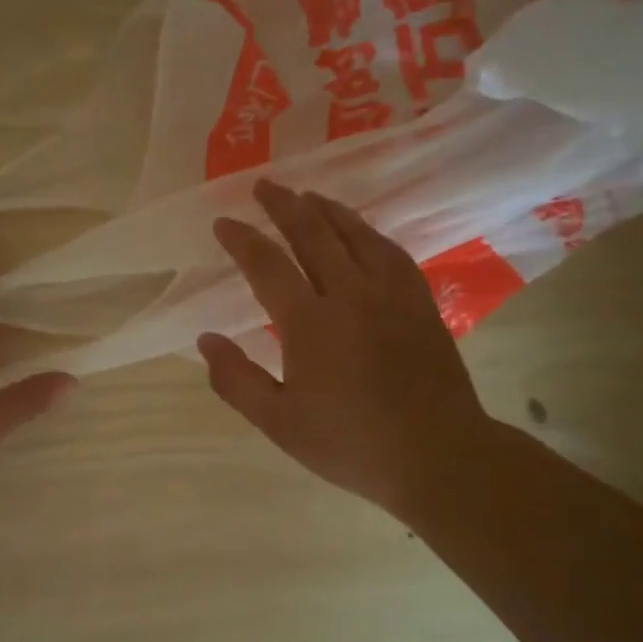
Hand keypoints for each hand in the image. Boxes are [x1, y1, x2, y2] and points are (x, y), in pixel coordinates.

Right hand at [198, 179, 491, 519]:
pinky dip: (368, 233)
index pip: (267, 265)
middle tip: (264, 186)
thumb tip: (205, 340)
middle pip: (312, 234)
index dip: (242, 240)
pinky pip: (390, 251)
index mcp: (310, 323)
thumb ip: (236, 379)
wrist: (438, 455)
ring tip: (307, 195)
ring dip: (327, 210)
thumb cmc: (350, 443)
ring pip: (355, 234)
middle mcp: (350, 294)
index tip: (223, 223)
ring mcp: (391, 294)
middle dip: (283, 205)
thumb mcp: (279, 423)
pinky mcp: (420, 302)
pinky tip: (362, 231)